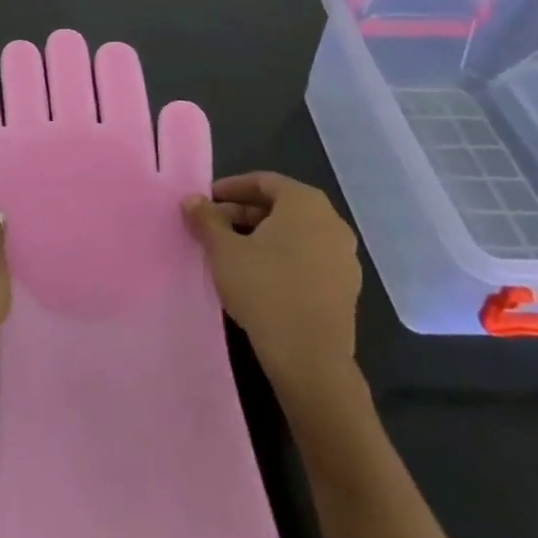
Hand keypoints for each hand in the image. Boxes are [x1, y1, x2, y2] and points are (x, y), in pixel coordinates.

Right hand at [182, 172, 362, 413]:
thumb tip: (192, 200)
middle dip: (243, 212)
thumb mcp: (223, 250)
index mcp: (305, 204)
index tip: (206, 201)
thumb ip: (206, 219)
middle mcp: (331, 222)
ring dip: (262, 235)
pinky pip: (308, 257)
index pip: (264, 181)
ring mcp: (344, 255)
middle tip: (212, 226)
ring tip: (230, 251)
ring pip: (295, 233)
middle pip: (281, 206)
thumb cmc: (263, 289)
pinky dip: (282, 256)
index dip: (231, 188)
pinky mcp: (345, 285)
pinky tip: (257, 275)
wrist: (309, 356)